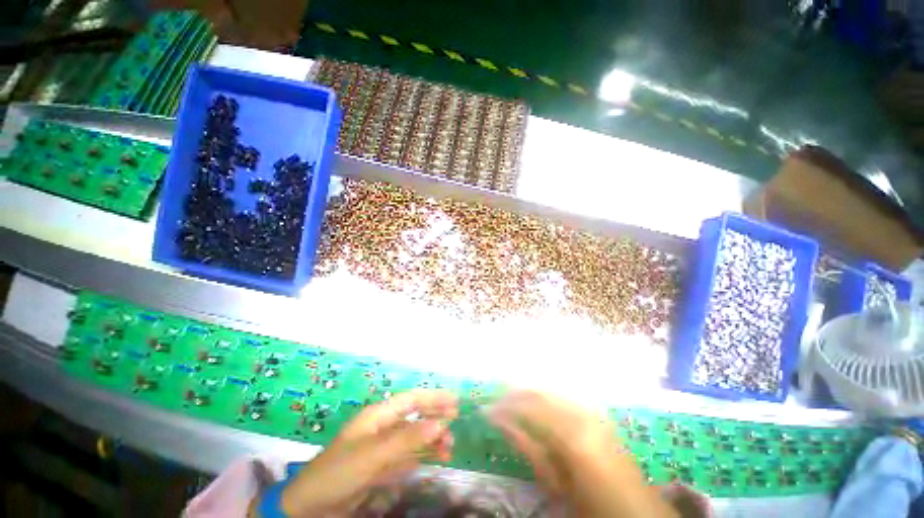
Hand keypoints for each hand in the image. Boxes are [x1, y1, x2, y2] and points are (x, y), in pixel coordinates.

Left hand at [279, 389, 457, 516]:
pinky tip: (434, 459)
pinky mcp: (382, 467)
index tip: (454, 400)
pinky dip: (422, 455)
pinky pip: (408, 456)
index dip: (433, 397)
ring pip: (414, 436)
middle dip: (435, 416)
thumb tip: (439, 422)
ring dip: (431, 438)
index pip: (411, 399)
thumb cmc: (340, 471)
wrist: (312, 507)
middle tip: (456, 421)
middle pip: (414, 415)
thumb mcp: (374, 453)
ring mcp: (383, 448)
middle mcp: (383, 427)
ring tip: (449, 447)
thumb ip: (407, 438)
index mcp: (379, 416)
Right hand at [489, 390, 676, 517]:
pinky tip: (536, 400)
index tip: (487, 409)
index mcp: (571, 435)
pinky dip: (546, 396)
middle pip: (539, 393)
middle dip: (514, 394)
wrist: (635, 511)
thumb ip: (527, 447)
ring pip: (551, 390)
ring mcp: (591, 410)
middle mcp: (581, 414)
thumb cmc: (591, 504)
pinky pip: (564, 396)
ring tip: (511, 398)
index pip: (529, 409)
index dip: (505, 407)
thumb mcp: (555, 481)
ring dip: (528, 392)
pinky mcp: (597, 413)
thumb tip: (502, 423)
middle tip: (496, 401)